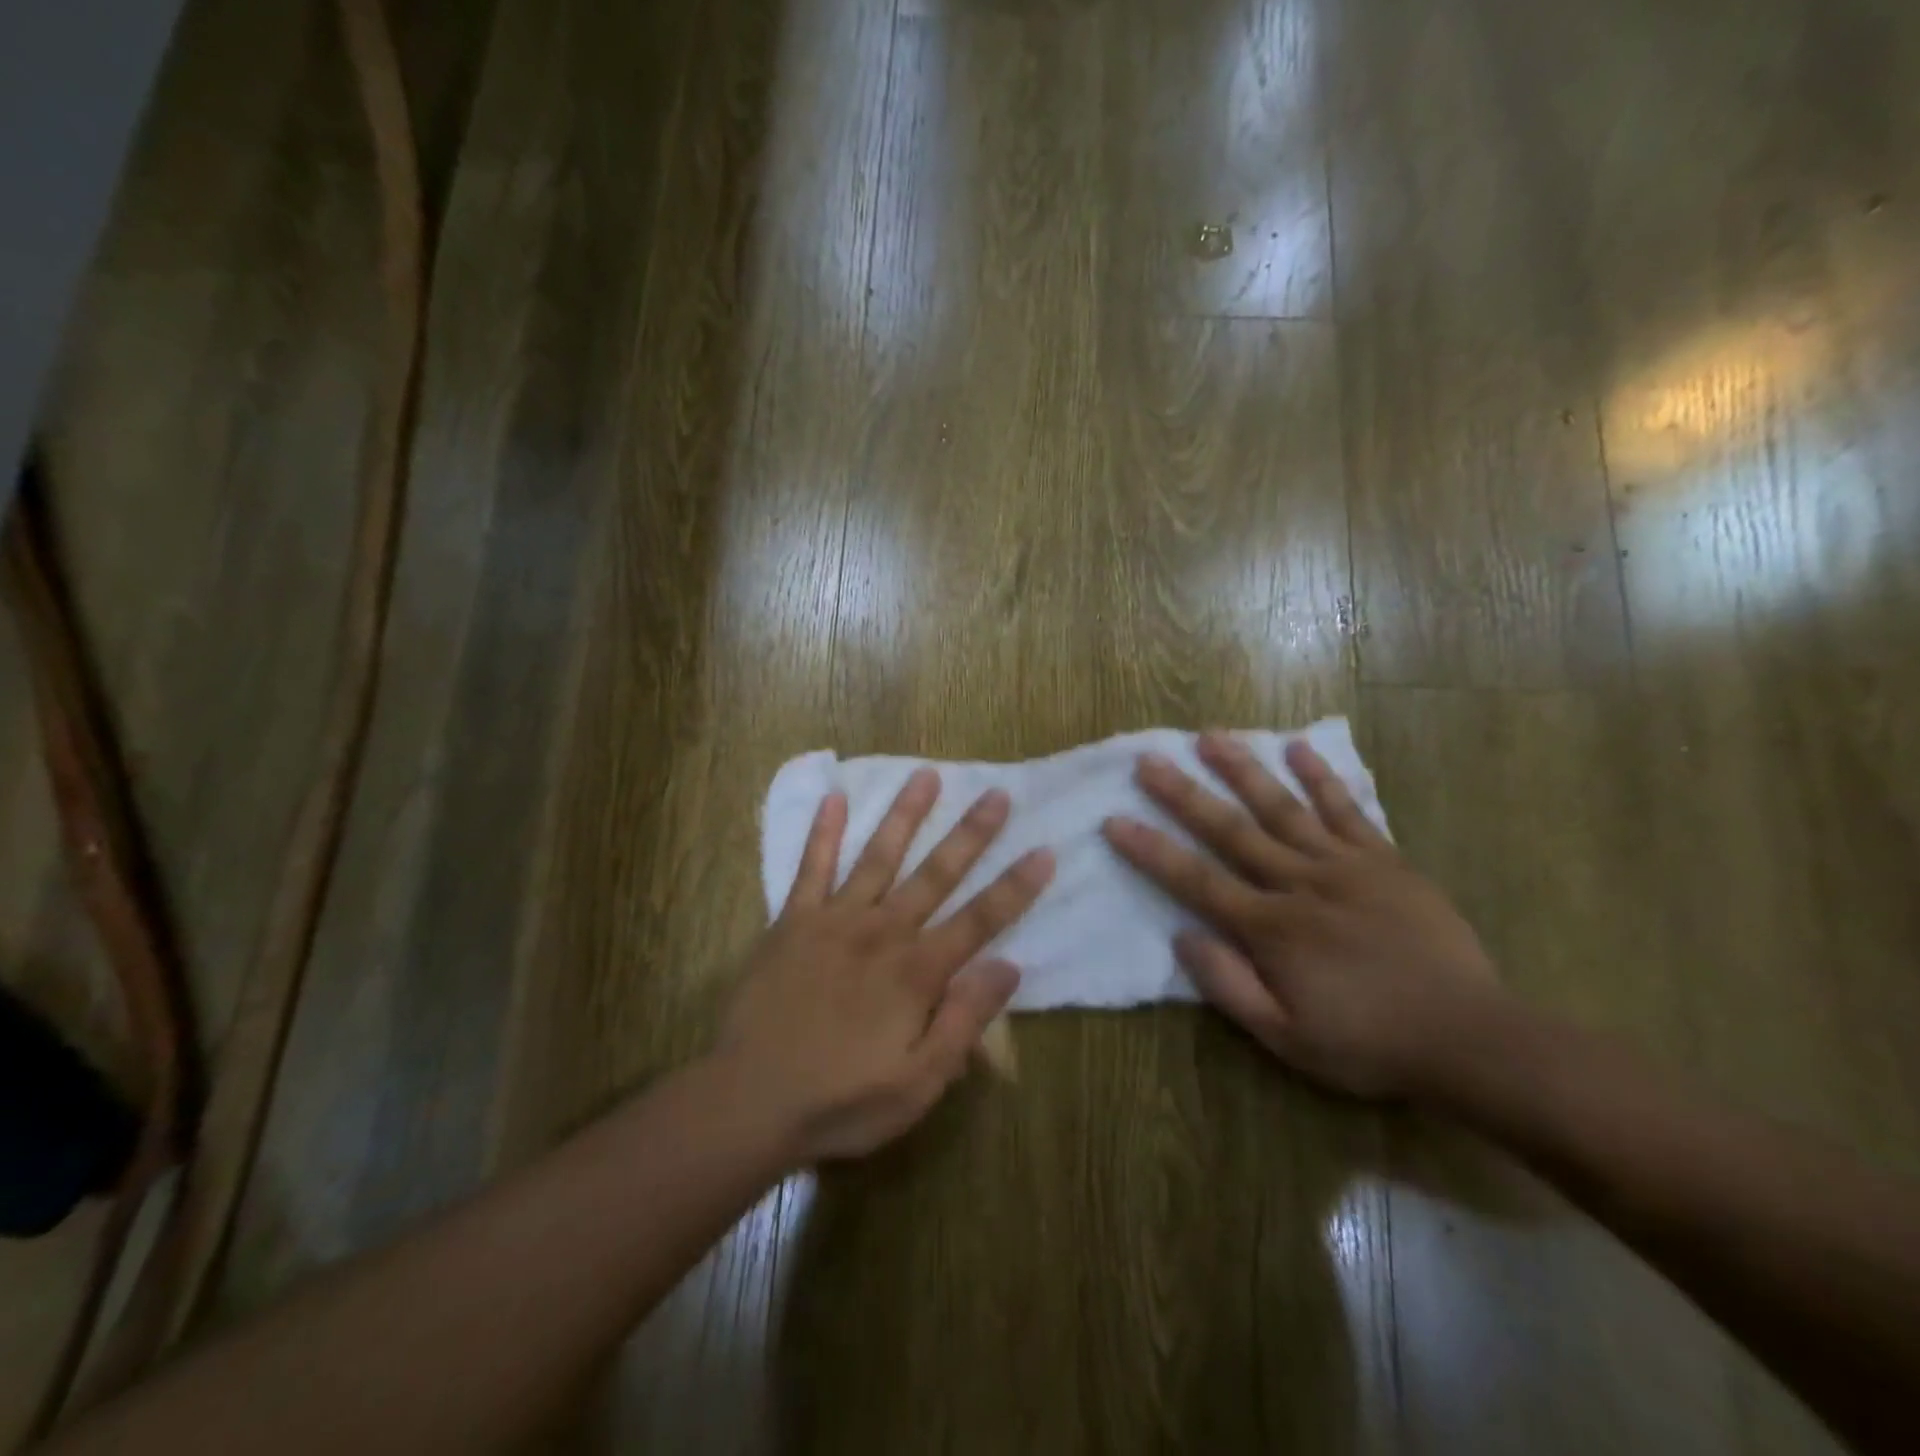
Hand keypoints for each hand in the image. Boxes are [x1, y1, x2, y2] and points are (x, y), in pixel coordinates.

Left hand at [718, 771, 1053, 1162]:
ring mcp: (835, 920)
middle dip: (971, 833)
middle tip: (997, 794)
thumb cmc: (842, 1100)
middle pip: (936, 873)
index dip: (1016, 886)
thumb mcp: (919, 1083)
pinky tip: (833, 798)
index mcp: (917, 971)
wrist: (749, 1101)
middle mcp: (882, 931)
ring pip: (878, 855)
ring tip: (926, 774)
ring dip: (905, 814)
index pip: (980, 919)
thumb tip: (1009, 967)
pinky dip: (822, 832)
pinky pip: (810, 867)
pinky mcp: (793, 921)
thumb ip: (964, 1021)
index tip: (1044, 850)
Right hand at [1101, 733, 1500, 1098]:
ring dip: (1244, 770)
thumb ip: (1230, 986)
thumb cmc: (1368, 1043)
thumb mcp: (1287, 1038)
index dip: (1152, 851)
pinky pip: (1348, 811)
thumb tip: (1183, 937)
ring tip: (1211, 737)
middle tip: (1149, 760)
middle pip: (1232, 830)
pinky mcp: (1384, 861)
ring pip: (1284, 808)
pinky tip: (1299, 748)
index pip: (1196, 881)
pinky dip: (1322, 778)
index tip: (1115, 821)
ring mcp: (1345, 865)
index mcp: (1271, 929)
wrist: (1469, 1037)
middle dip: (1185, 794)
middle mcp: (1300, 884)